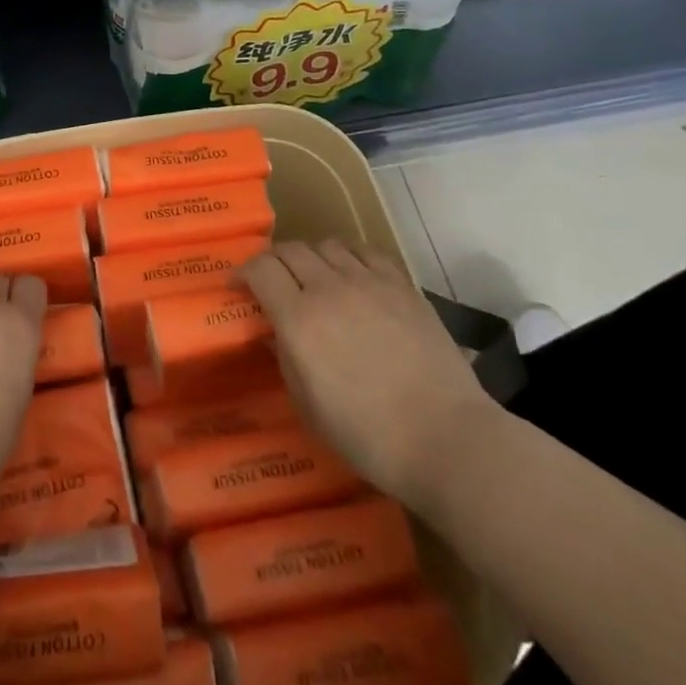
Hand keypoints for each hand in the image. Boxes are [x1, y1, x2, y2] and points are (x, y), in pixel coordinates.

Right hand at [241, 240, 495, 510]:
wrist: (447, 439)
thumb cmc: (369, 436)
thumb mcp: (309, 407)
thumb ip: (285, 359)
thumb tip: (275, 332)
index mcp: (299, 319)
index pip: (260, 269)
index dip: (243, 272)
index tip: (238, 286)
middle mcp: (329, 288)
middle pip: (290, 250)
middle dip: (273, 261)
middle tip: (272, 282)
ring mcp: (369, 282)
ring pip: (326, 245)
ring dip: (311, 257)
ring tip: (314, 277)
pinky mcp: (402, 285)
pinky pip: (365, 252)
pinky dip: (348, 255)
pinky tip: (351, 274)